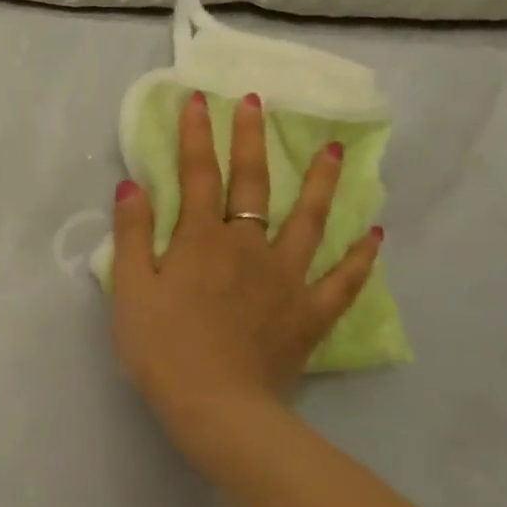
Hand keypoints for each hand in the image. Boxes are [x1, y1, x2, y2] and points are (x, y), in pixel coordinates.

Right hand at [110, 90, 379, 452]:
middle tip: (257, 102)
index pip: (198, 175)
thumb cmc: (162, 349)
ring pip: (308, 220)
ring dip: (320, 182)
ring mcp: (286, 278)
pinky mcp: (309, 312)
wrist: (215, 406)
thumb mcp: (130, 291)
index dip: (196, 136)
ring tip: (334, 151)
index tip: (198, 100)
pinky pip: (342, 281)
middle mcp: (248, 246)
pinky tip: (376, 236)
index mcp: (201, 240)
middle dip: (252, 140)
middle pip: (253, 184)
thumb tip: (132, 186)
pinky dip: (360, 258)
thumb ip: (132, 236)